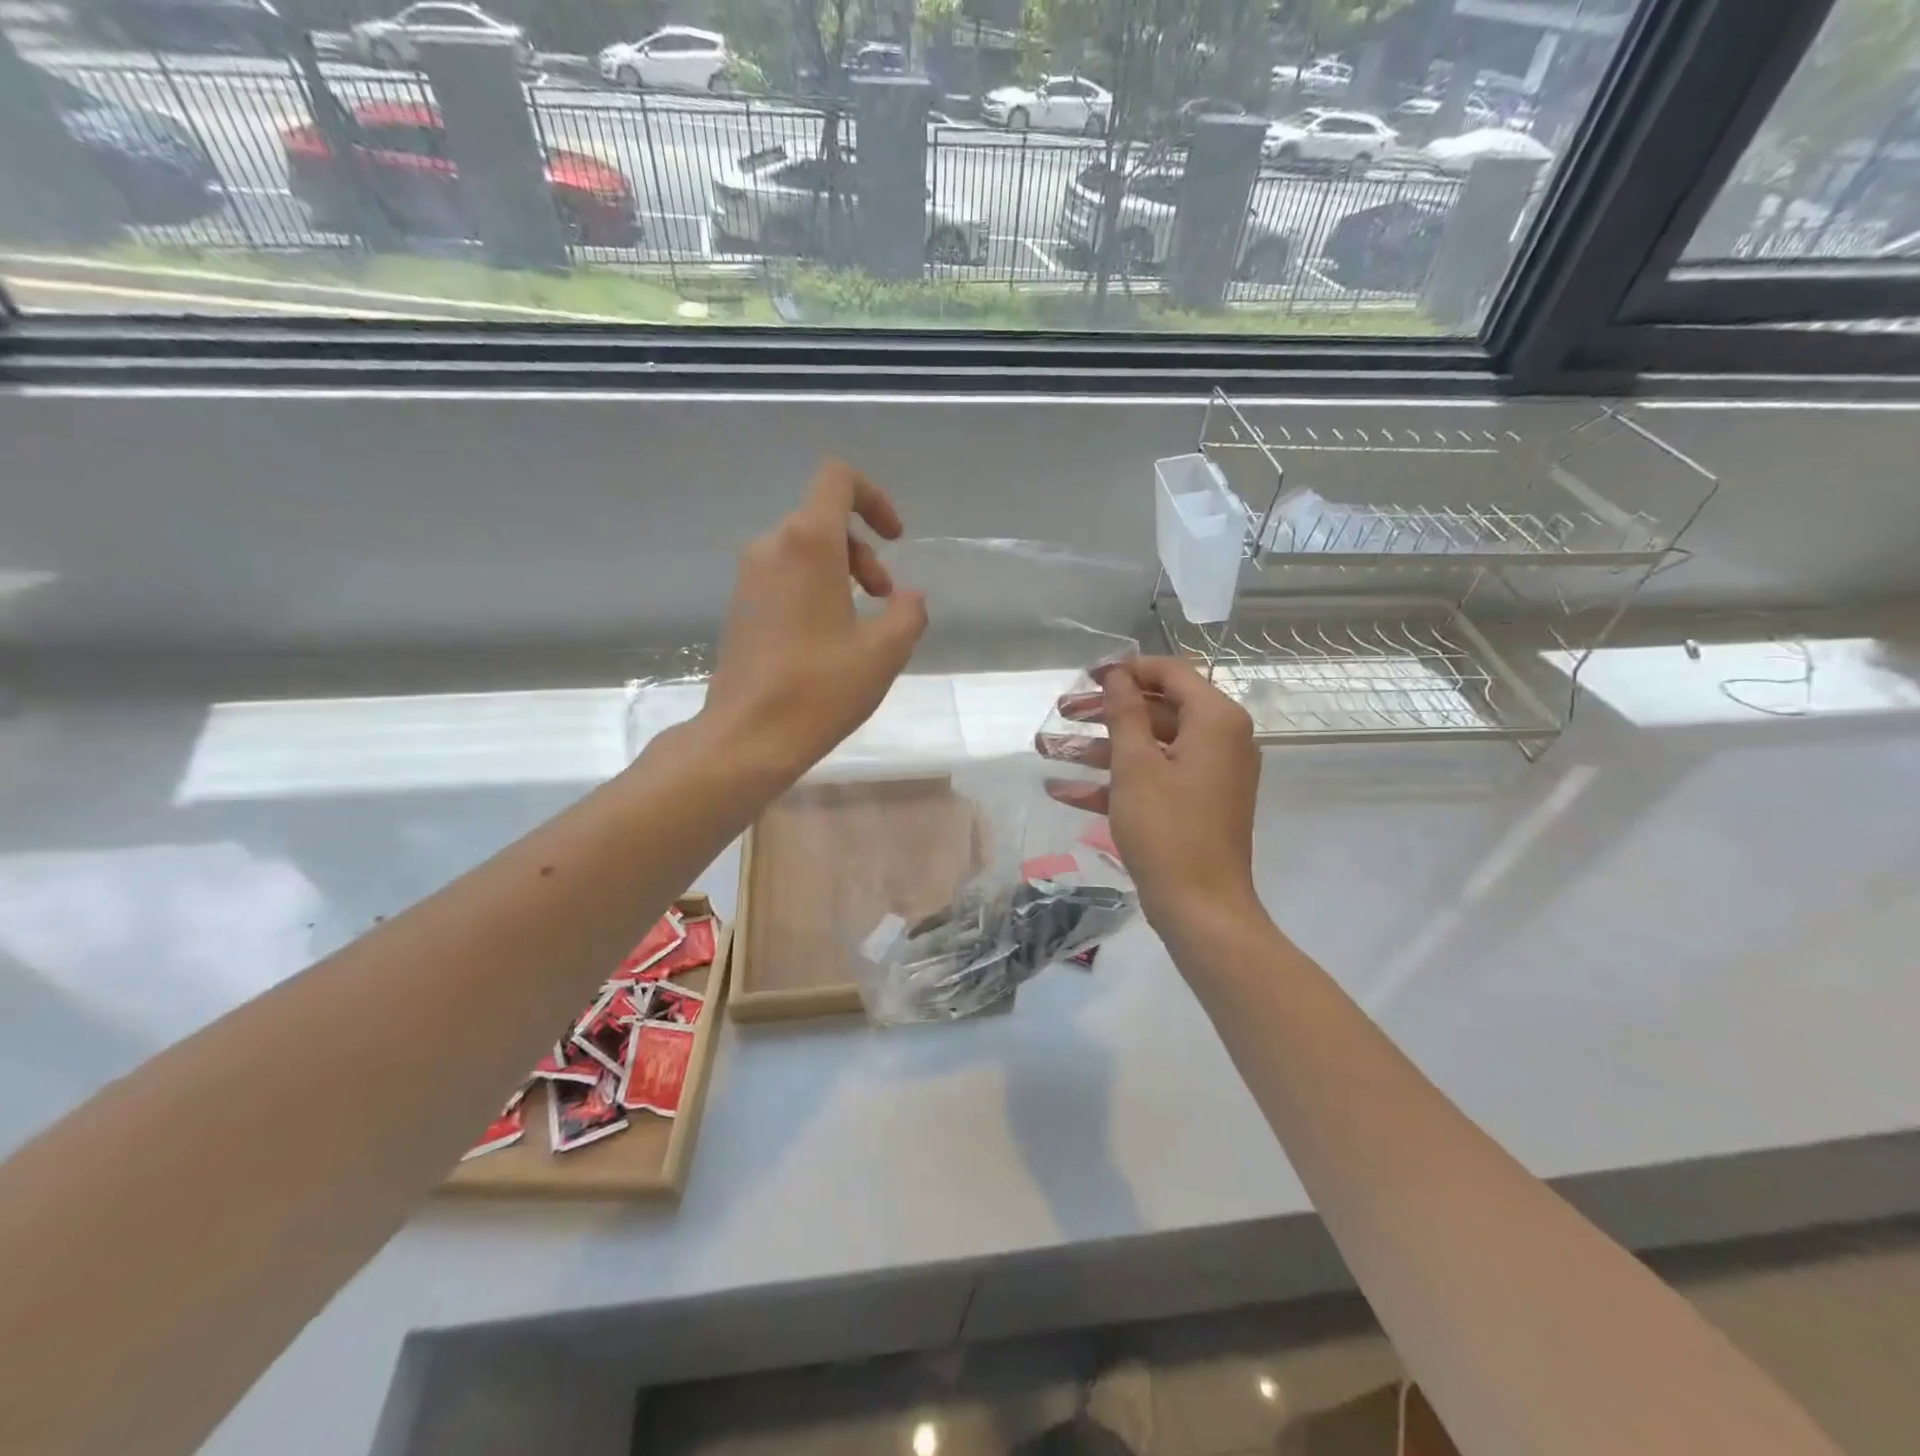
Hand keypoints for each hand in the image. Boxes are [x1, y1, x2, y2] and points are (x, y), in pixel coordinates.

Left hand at [702, 461, 926, 781]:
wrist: (747, 737)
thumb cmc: (820, 688)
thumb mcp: (885, 651)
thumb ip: (909, 613)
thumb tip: (907, 598)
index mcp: (806, 543)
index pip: (838, 480)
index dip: (874, 499)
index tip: (895, 540)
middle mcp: (770, 547)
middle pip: (824, 520)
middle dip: (864, 552)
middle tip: (883, 598)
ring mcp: (748, 578)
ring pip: (804, 550)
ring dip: (842, 573)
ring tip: (861, 624)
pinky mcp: (740, 607)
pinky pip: (784, 577)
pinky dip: (815, 590)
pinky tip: (829, 640)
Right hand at [1044, 657, 1260, 930]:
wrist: (1202, 909)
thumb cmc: (1167, 829)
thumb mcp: (1136, 766)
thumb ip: (1124, 713)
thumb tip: (1117, 673)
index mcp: (1216, 720)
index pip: (1170, 673)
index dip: (1126, 669)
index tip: (1086, 675)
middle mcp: (1220, 740)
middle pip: (1156, 709)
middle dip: (1104, 712)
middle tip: (1061, 710)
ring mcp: (1209, 774)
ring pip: (1149, 746)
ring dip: (1099, 748)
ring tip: (1047, 749)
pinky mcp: (1196, 804)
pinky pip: (1154, 779)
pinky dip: (1115, 782)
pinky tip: (1063, 791)